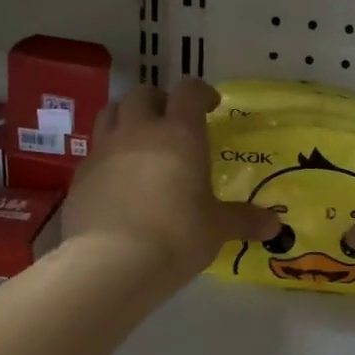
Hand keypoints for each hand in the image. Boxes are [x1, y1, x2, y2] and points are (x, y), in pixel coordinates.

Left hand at [63, 80, 279, 284]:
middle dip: (159, 101)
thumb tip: (274, 226)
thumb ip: (244, 220)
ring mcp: (104, 150)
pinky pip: (95, 150)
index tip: (210, 106)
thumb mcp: (216, 229)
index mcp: (180, 134)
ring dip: (127, 117)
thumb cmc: (176, 236)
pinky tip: (118, 179)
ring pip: (111, 112)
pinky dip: (108, 154)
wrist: (110, 262)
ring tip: (139, 140)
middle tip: (171, 122)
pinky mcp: (80, 175)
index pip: (189, 92)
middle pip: (143, 94)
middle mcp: (139, 131)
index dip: (201, 93)